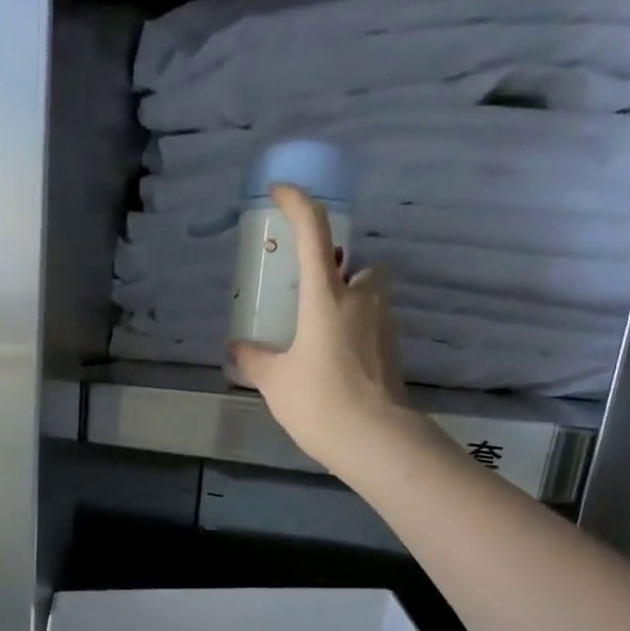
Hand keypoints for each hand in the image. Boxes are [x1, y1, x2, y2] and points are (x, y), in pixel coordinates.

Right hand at [232, 183, 407, 475]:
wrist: (374, 439)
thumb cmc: (319, 402)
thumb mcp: (274, 381)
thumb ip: (254, 359)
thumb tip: (236, 347)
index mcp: (326, 296)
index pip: (312, 232)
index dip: (296, 203)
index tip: (280, 192)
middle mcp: (360, 298)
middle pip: (356, 265)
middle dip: (337, 272)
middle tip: (310, 298)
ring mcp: (383, 323)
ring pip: (368, 294)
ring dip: (348, 302)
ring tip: (320, 336)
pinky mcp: (393, 348)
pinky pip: (373, 324)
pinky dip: (356, 331)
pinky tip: (336, 362)